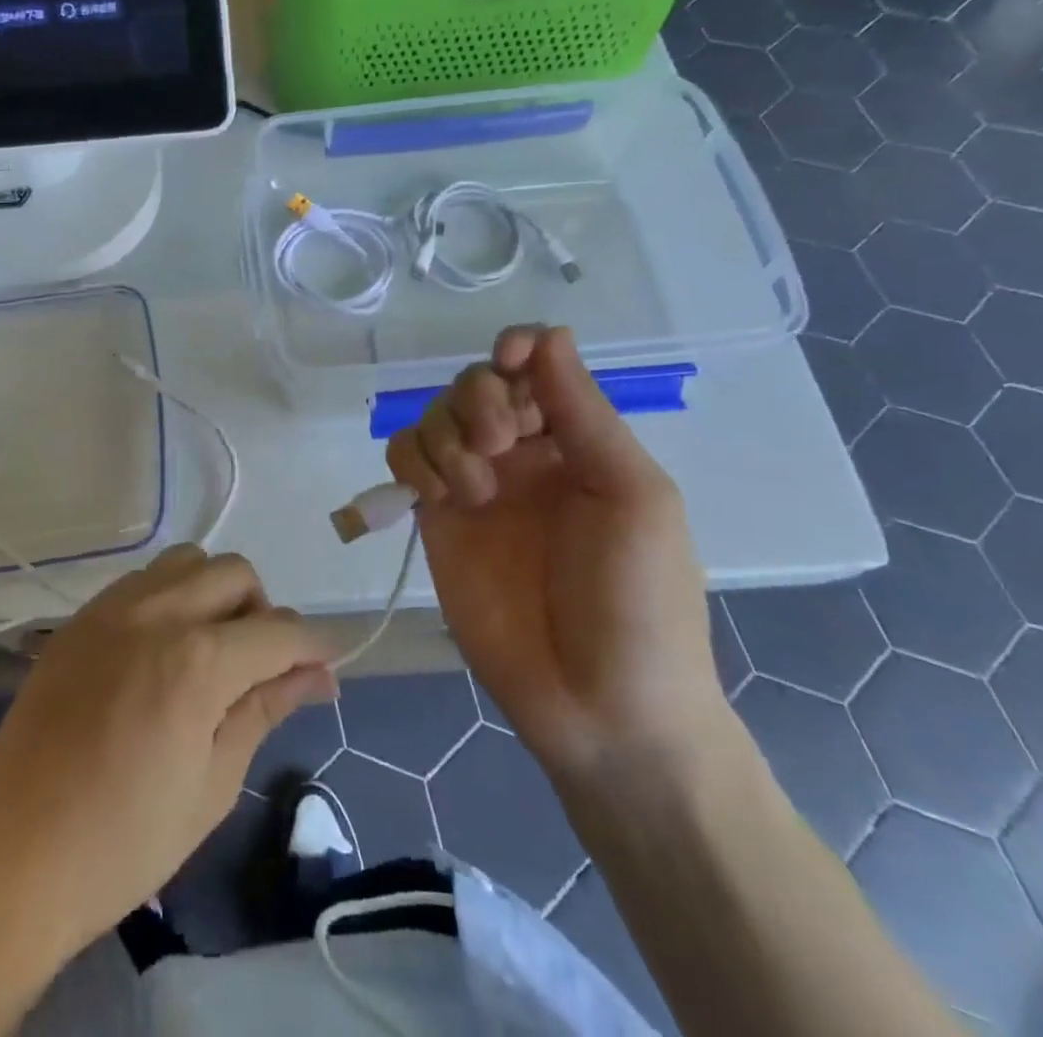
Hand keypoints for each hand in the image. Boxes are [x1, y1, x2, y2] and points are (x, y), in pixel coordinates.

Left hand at [0, 547, 335, 963]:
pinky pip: (142, 580)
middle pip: (236, 573)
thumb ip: (266, 708)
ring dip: (214, 593)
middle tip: (261, 668)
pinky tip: (162, 649)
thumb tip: (320, 675)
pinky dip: (171, 597)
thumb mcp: (213, 784)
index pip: (279, 631)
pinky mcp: (80, 618)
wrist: (11, 859)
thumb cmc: (124, 843)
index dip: (314, 646)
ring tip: (210, 650)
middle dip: (264, 612)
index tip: (326, 667)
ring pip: (188, 562)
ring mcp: (111, 608)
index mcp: (197, 661)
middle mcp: (157, 613)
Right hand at [387, 325, 725, 791]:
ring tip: (476, 491)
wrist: (600, 709)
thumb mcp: (631, 495)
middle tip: (500, 445)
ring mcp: (474, 487)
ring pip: (433, 416)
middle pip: (474, 383)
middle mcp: (522, 455)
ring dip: (446, 435)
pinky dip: (413, 462)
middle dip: (479, 399)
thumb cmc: (638, 601)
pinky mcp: (434, 520)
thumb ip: (583, 412)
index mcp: (577, 441)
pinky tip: (440, 499)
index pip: (534, 366)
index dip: (517, 350)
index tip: (510, 362)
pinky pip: (404, 459)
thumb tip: (550, 333)